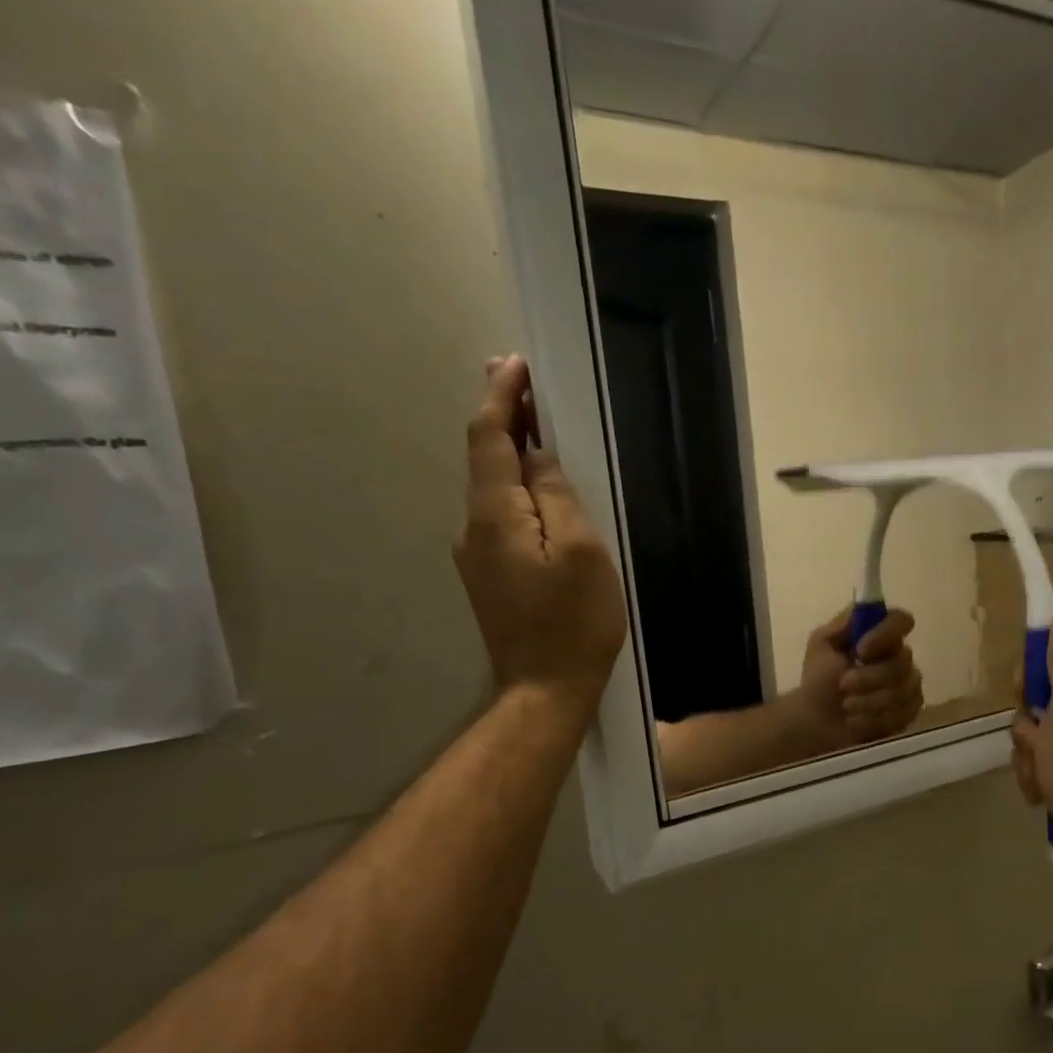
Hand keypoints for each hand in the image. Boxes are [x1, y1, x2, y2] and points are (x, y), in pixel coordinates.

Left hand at [453, 356, 627, 719]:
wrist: (545, 689)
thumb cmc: (573, 620)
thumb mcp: (580, 550)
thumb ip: (556, 496)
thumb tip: (537, 457)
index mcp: (494, 514)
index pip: (488, 438)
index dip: (501, 397)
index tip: (516, 363)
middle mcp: (473, 527)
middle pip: (484, 458)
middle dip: (502, 415)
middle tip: (520, 379)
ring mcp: (476, 555)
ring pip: (490, 487)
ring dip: (509, 450)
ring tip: (534, 423)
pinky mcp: (489, 575)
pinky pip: (498, 514)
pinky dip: (514, 486)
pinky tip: (536, 487)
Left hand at [793, 606, 924, 749]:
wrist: (816, 721)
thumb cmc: (819, 680)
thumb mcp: (821, 644)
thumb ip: (842, 624)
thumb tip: (863, 610)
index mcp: (880, 635)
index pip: (901, 621)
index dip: (886, 634)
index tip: (861, 651)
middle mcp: (900, 657)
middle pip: (902, 662)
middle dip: (869, 678)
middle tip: (843, 685)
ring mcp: (909, 685)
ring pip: (903, 691)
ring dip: (869, 701)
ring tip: (846, 706)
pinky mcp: (909, 712)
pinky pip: (903, 714)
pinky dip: (874, 720)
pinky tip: (857, 722)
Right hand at [1010, 612, 1052, 841]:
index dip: (1035, 670)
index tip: (1027, 691)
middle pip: (1040, 691)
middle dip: (1028, 720)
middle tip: (1037, 737)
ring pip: (1033, 727)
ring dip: (1028, 750)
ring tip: (1043, 772)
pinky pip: (1039, 755)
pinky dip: (1035, 772)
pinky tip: (1044, 789)